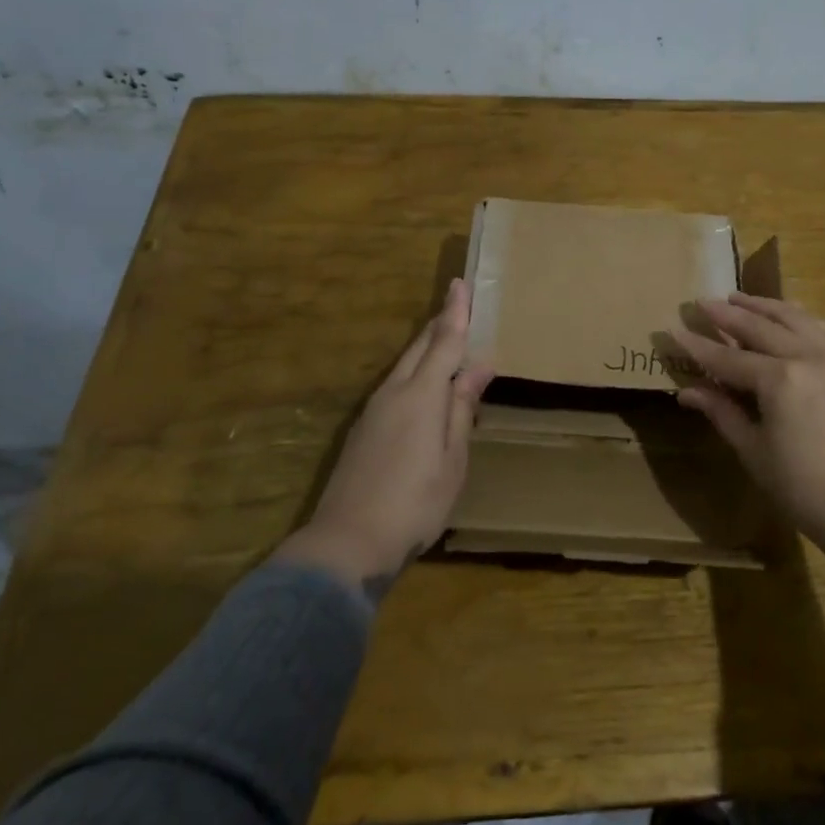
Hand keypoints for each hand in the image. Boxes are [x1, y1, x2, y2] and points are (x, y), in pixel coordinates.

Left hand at [279, 278, 494, 595]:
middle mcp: (393, 393)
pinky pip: (394, 385)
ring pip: (404, 366)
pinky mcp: (362, 429)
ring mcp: (373, 411)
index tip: (460, 283)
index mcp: (421, 395)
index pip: (444, 343)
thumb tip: (477, 366)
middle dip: (439, 324)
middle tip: (456, 303)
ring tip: (445, 339)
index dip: (455, 313)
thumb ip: (461, 408)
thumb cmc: (415, 502)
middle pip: (419, 348)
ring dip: (426, 348)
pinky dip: (413, 372)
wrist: (347, 541)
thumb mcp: (452, 458)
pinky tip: (422, 386)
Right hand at [671, 294, 824, 559]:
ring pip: (794, 318)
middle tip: (702, 302)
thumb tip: (687, 392)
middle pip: (760, 327)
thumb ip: (722, 412)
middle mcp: (808, 356)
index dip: (698, 346)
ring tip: (739, 298)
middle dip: (728, 314)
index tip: (673, 329)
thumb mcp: (754, 451)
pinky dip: (798, 317)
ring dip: (763, 306)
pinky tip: (787, 316)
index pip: (728, 358)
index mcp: (780, 379)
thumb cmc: (803, 488)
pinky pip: (822, 329)